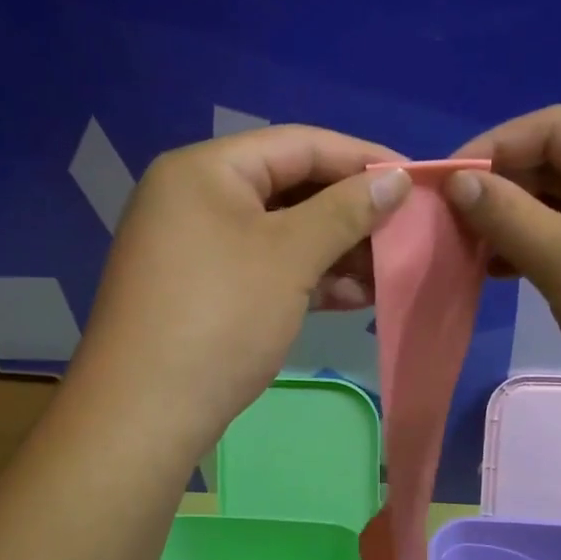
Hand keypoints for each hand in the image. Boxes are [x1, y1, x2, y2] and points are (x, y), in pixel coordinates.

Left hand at [68, 124, 410, 464]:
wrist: (143, 416)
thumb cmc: (221, 319)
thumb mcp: (290, 257)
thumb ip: (347, 211)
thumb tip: (398, 179)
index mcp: (205, 169)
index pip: (299, 143)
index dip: (362, 158)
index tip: (417, 179)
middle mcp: (195, 197)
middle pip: (290, 186)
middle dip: (351, 211)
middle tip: (405, 230)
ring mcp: (196, 246)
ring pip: (281, 232)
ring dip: (336, 249)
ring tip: (387, 271)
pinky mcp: (204, 290)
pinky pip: (265, 267)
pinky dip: (308, 278)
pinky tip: (354, 298)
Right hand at [445, 105, 560, 436]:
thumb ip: (509, 217)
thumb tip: (458, 181)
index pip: (555, 127)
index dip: (493, 146)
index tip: (443, 183)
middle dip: (505, 184)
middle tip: (453, 220)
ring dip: (521, 218)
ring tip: (473, 248)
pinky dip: (548, 244)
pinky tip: (510, 270)